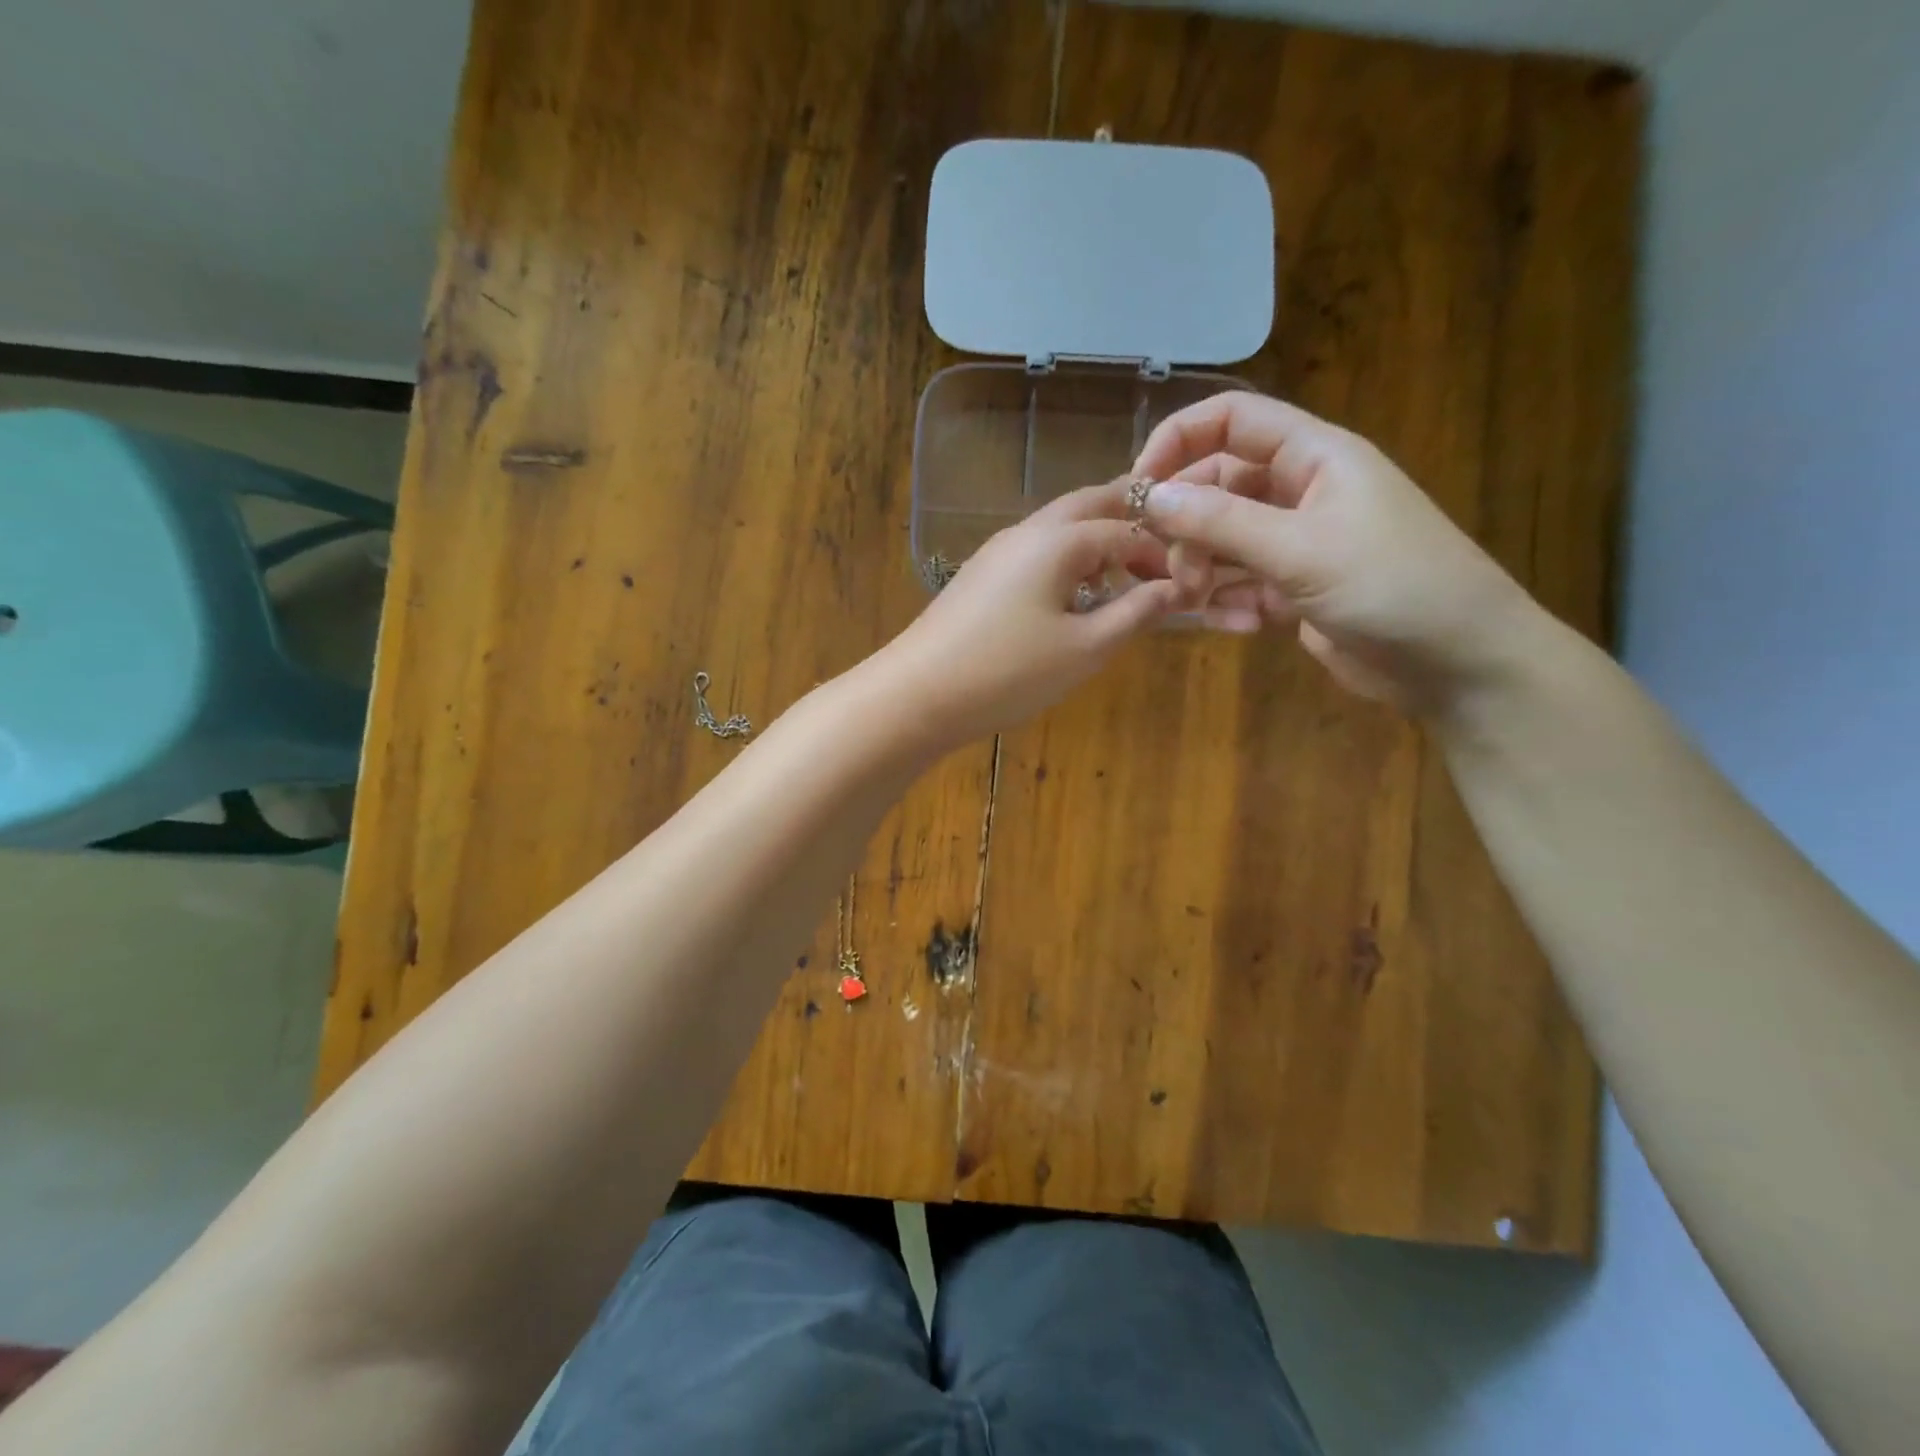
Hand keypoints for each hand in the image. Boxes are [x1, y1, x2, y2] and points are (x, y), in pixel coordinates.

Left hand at [878, 480, 1184, 747]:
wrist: (918, 693)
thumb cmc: (1008, 672)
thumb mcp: (1084, 649)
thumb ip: (1134, 613)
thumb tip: (1174, 589)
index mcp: (1058, 539)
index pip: (1125, 529)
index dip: (1160, 554)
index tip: (1184, 586)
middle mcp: (1027, 530)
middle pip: (1089, 506)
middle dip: (1129, 525)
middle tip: (1159, 559)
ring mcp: (997, 551)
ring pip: (1059, 527)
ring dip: (1095, 542)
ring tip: (1122, 581)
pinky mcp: (980, 575)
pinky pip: (1035, 552)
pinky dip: (1066, 561)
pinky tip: (1072, 599)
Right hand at [1134, 391, 1544, 717]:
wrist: (1457, 663)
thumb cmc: (1391, 585)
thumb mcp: (1300, 548)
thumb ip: (1220, 521)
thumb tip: (1150, 496)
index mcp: (1313, 456)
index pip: (1230, 420)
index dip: (1177, 441)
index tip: (1138, 488)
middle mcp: (1300, 491)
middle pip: (1216, 487)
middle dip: (1186, 527)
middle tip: (1171, 570)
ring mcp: (1296, 543)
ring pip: (1222, 542)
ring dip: (1201, 571)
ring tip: (1198, 603)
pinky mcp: (1294, 590)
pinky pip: (1240, 585)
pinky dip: (1228, 604)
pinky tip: (1239, 627)